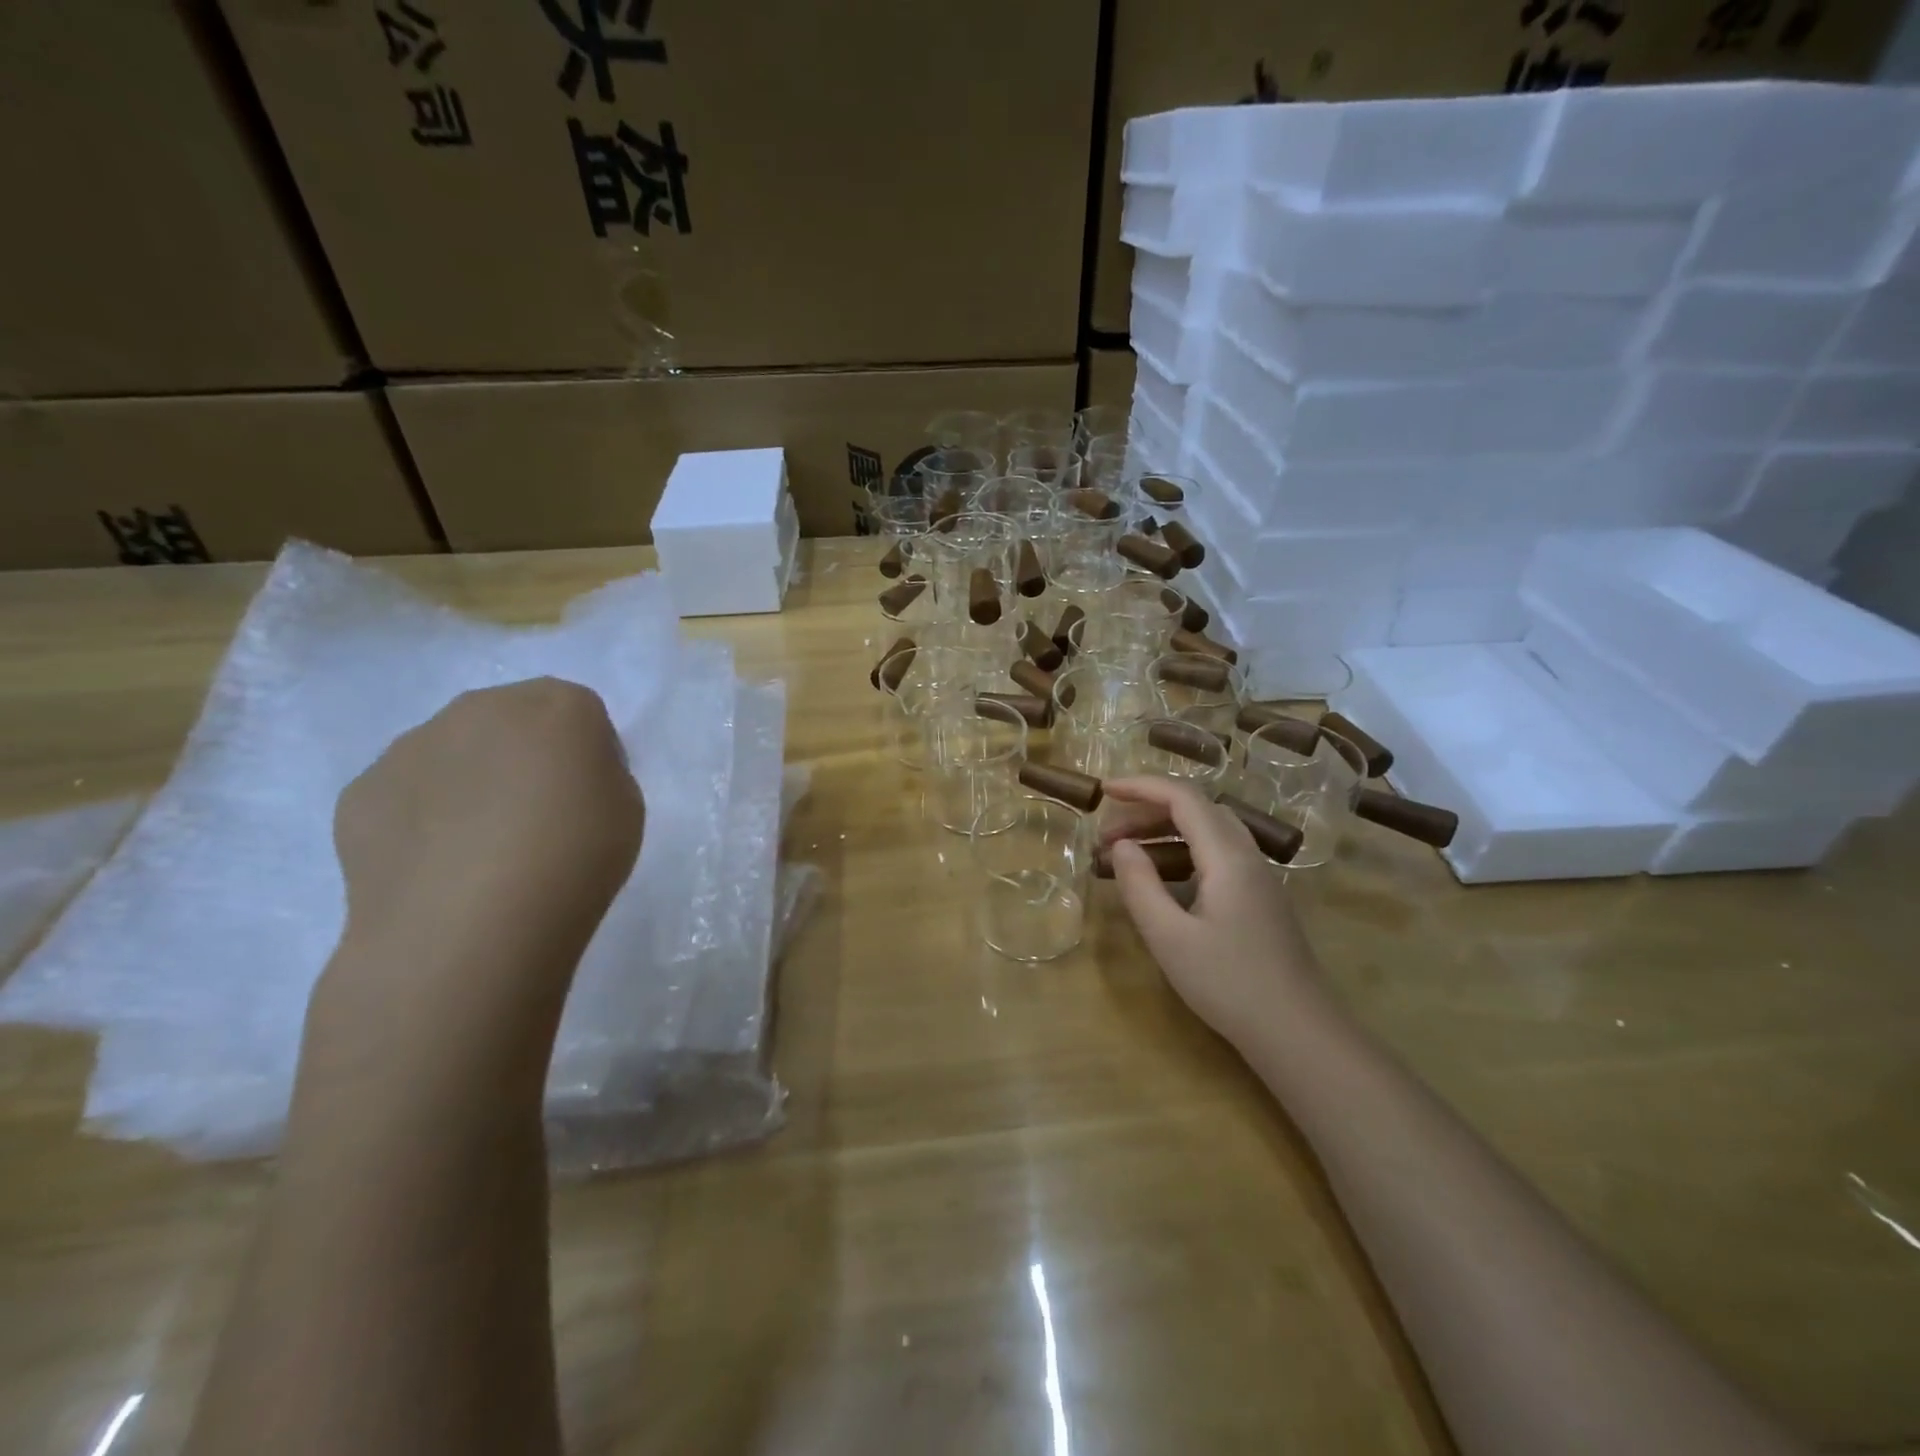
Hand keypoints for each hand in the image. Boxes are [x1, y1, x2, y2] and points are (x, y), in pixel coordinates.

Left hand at [316, 679, 644, 1065]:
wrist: (470, 926)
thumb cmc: (575, 860)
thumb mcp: (626, 809)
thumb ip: (596, 774)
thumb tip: (559, 778)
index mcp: (559, 706)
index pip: (580, 711)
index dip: (587, 753)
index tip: (587, 798)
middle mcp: (482, 707)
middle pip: (511, 719)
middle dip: (523, 755)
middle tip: (534, 819)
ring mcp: (413, 745)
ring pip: (453, 752)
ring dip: (469, 782)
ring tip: (479, 852)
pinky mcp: (361, 791)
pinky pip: (407, 794)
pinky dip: (422, 818)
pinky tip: (437, 867)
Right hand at [1100, 777, 1323, 1045]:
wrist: (1297, 1032)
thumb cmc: (1228, 984)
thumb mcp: (1169, 937)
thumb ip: (1139, 885)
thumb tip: (1120, 846)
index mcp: (1227, 857)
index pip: (1183, 798)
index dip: (1141, 786)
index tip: (1103, 791)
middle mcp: (1247, 856)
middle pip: (1197, 808)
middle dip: (1148, 810)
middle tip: (1107, 834)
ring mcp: (1258, 877)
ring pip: (1209, 830)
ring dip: (1165, 830)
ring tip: (1126, 853)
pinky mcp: (1260, 898)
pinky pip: (1217, 854)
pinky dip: (1183, 850)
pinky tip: (1163, 878)